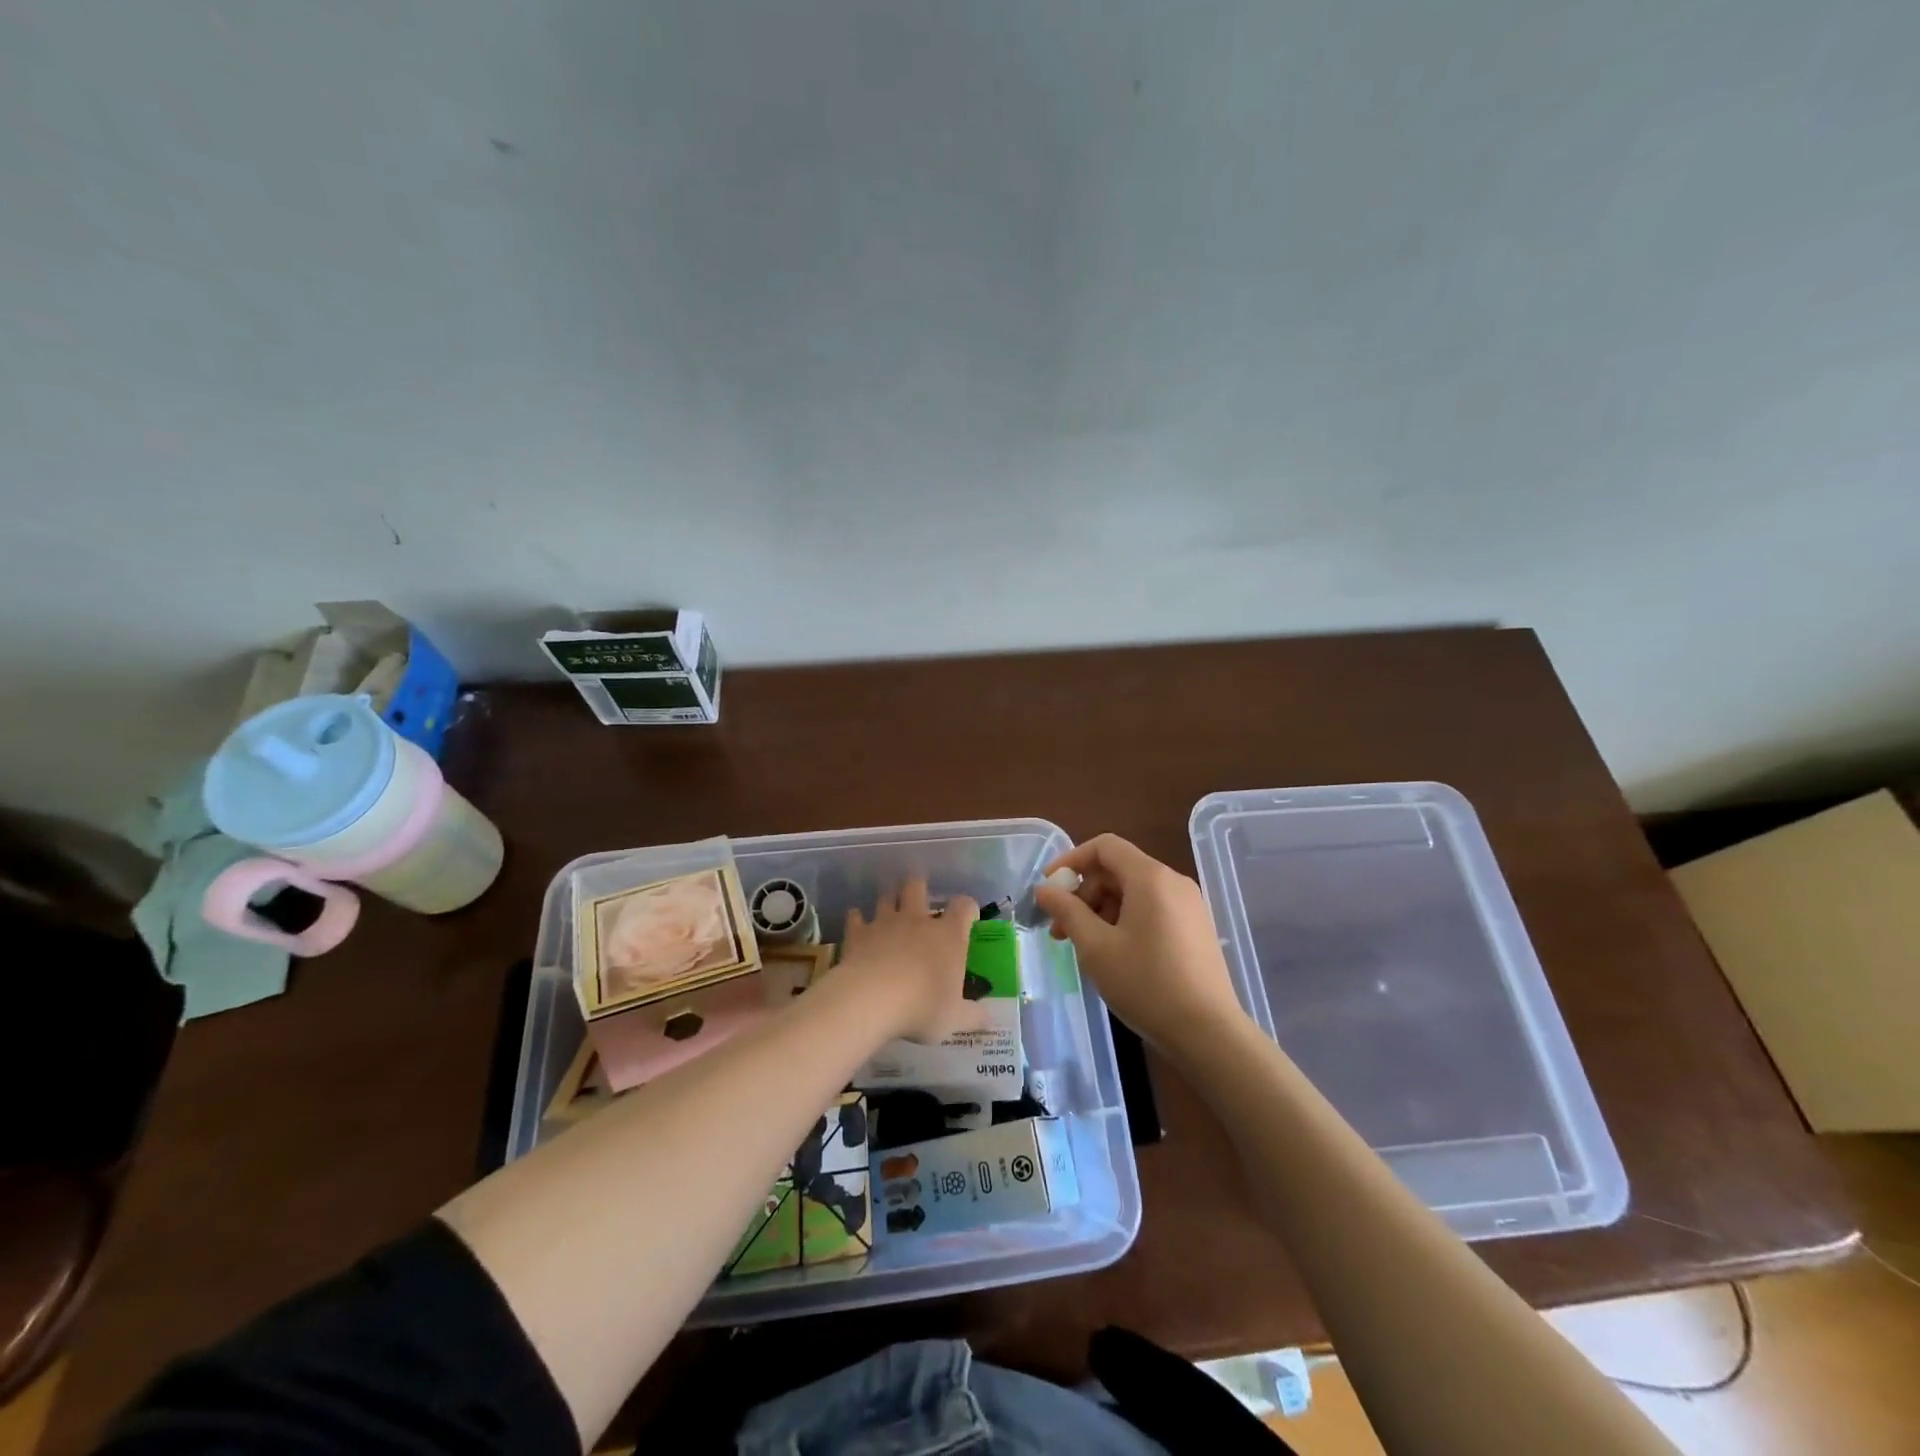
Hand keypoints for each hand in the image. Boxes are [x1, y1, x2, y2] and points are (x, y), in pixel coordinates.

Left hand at [832, 878, 989, 1044]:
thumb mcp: (955, 1019)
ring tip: (889, 911)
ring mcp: (885, 922)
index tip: (967, 917)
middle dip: (918, 888)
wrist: (871, 1000)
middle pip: (918, 887)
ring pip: (887, 897)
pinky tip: (857, 925)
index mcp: (948, 935)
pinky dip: (857, 919)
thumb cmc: (922, 1006)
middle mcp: (918, 920)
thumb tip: (990, 1020)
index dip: (967, 908)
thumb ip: (974, 1016)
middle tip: (919, 900)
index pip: (964, 906)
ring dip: (888, 901)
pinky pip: (856, 917)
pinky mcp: (858, 933)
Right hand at [1034, 834, 1246, 1059]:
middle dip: (1084, 893)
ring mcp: (1188, 906)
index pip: (1105, 846)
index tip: (1048, 888)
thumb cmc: (1146, 984)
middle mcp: (1173, 882)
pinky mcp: (1195, 928)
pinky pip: (1151, 909)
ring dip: (1101, 910)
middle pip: (1118, 869)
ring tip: (1083, 946)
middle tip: (1060, 929)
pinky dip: (1124, 920)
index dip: (1071, 860)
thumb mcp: (1096, 947)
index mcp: (1150, 878)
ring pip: (1133, 892)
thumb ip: (1067, 911)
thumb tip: (1044, 889)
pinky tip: (1113, 953)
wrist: (1208, 1033)